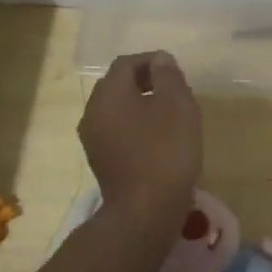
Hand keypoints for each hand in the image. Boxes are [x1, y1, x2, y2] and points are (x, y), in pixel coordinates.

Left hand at [80, 51, 201, 236]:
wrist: (146, 211)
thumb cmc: (166, 151)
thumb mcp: (178, 105)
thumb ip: (168, 76)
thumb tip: (160, 59)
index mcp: (109, 95)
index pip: (126, 64)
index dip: (151, 61)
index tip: (175, 71)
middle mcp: (93, 113)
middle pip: (117, 85)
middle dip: (144, 81)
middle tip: (173, 90)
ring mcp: (93, 140)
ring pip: (116, 110)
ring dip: (140, 105)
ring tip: (169, 116)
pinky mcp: (101, 161)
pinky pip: (117, 131)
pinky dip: (135, 127)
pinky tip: (159, 140)